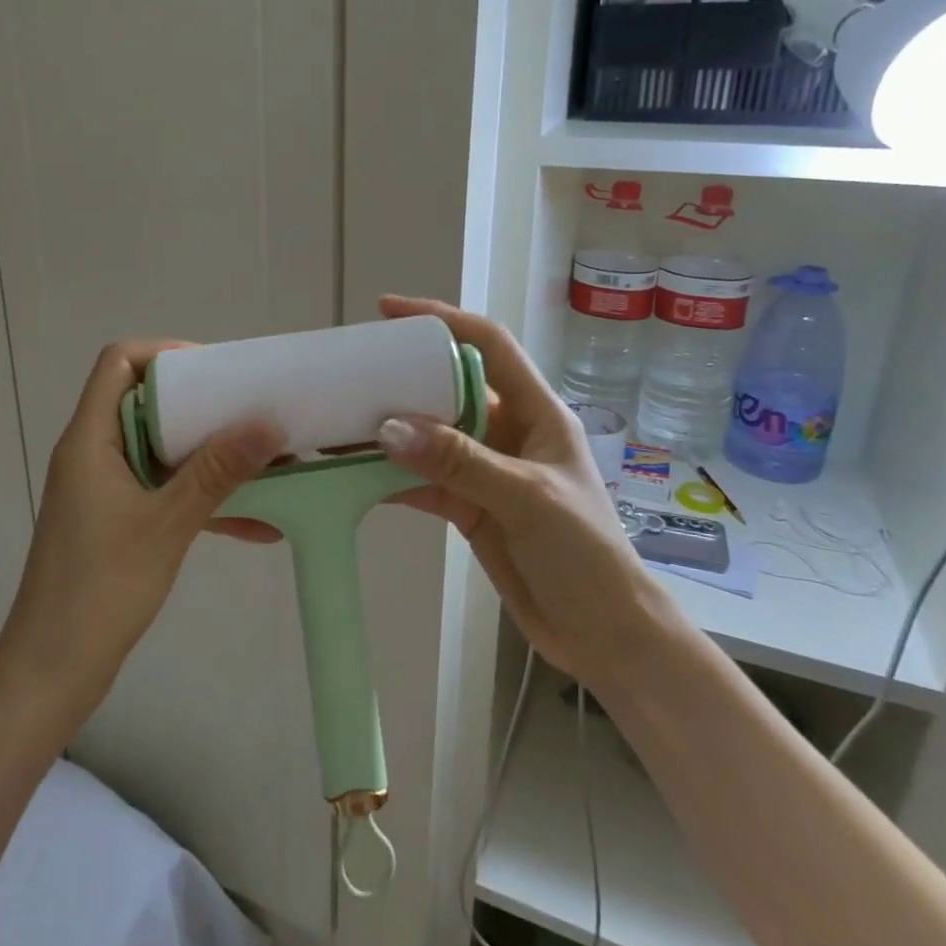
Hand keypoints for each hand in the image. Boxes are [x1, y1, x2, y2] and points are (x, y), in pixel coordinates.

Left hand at [0, 339, 283, 721]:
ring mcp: (105, 490)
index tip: (217, 372)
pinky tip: (259, 524)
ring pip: (164, 451)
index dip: (165, 354)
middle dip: (204, 405)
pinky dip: (204, 500)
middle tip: (253, 410)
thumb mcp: (167, 524)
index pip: (118, 363)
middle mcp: (94, 454)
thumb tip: (267, 422)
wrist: (52, 674)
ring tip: (268, 461)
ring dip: (212, 456)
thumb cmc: (100, 589)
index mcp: (91, 439)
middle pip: (148, 403)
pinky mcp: (118, 523)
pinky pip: (166, 493)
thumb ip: (217, 470)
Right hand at [376, 295, 659, 688]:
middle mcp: (508, 431)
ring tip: (341, 421)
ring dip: (391, 431)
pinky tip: (355, 475)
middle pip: (449, 388)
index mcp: (536, 412)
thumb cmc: (584, 553)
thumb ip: (459, 461)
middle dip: (404, 377)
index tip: (390, 311)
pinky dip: (392, 476)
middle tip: (352, 371)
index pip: (488, 345)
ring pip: (431, 436)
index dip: (442, 320)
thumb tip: (389, 428)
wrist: (603, 634)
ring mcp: (486, 470)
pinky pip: (424, 479)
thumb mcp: (526, 497)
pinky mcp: (469, 507)